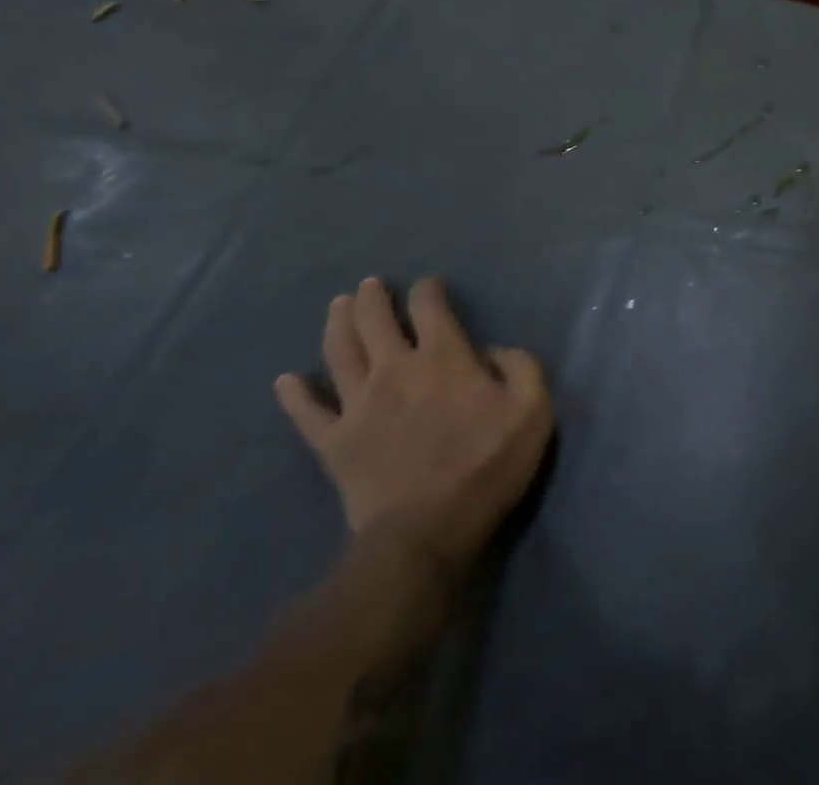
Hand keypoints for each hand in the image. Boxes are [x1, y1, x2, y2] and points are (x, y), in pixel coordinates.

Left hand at [274, 277, 552, 573]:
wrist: (426, 533)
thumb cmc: (487, 465)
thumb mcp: (533, 408)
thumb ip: (521, 366)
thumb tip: (493, 350)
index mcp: (444, 357)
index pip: (429, 307)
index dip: (428, 290)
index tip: (429, 286)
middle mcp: (396, 369)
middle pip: (375, 321)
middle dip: (373, 297)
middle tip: (370, 284)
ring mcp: (358, 405)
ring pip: (339, 352)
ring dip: (337, 324)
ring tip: (338, 306)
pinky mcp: (333, 443)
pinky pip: (307, 414)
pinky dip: (294, 395)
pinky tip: (285, 381)